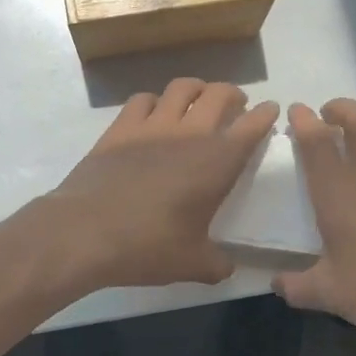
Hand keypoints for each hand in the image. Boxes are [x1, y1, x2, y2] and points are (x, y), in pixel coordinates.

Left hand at [42, 78, 278, 289]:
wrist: (85, 232)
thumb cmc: (148, 247)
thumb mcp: (192, 264)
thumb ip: (217, 264)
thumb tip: (227, 268)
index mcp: (217, 162)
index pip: (251, 126)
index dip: (265, 115)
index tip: (270, 111)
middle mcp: (189, 134)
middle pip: (219, 94)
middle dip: (233, 94)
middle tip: (235, 105)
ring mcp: (152, 126)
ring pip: (182, 87)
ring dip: (197, 89)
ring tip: (198, 100)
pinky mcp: (119, 128)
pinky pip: (143, 99)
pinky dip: (155, 101)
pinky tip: (154, 114)